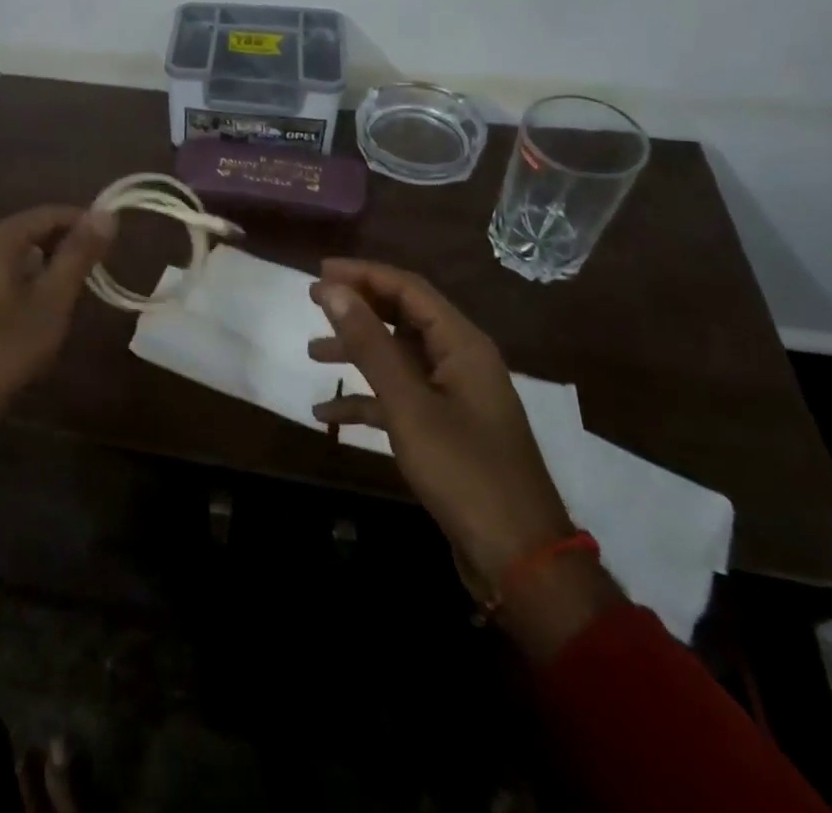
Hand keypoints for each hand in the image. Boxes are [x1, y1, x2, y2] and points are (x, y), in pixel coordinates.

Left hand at [0, 205, 114, 456]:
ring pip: (9, 251)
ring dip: (42, 258)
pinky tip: (38, 297)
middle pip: (24, 229)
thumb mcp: (54, 299)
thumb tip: (106, 214)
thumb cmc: (10, 347)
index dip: (80, 219)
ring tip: (73, 278)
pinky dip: (20, 274)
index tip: (109, 234)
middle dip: (62, 239)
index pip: (44, 214)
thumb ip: (79, 254)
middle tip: (95, 260)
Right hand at [307, 260, 615, 653]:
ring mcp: (454, 397)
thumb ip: (369, 343)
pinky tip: (327, 413)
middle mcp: (461, 361)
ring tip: (312, 352)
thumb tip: (332, 289)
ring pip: (398, 357)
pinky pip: (400, 398)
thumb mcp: (408, 403)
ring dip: (357, 352)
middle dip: (358, 307)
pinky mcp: (446, 429)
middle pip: (403, 317)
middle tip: (312, 300)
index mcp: (462, 344)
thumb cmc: (464, 470)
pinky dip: (366, 399)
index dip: (364, 274)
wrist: (519, 559)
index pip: (409, 289)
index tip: (319, 271)